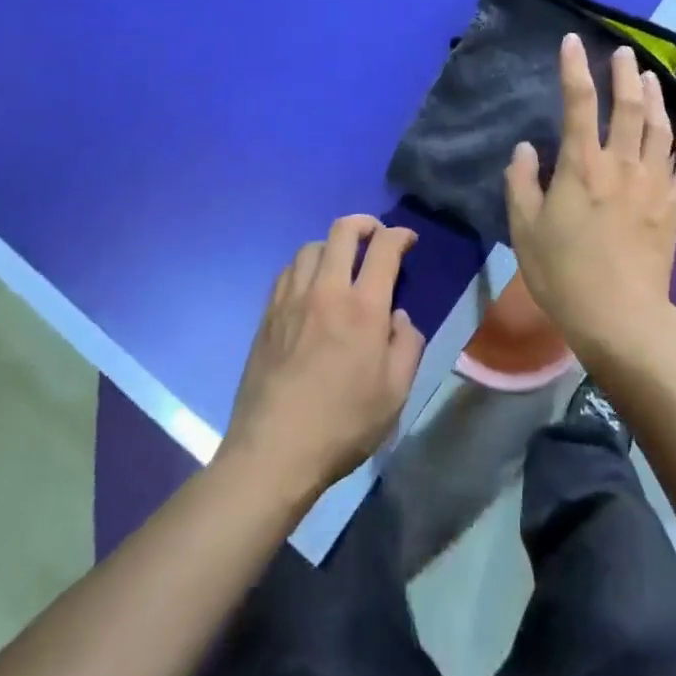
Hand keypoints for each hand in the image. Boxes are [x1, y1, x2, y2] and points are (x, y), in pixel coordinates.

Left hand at [219, 215, 426, 499]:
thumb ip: (406, 346)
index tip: (408, 240)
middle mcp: (326, 291)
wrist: (273, 452)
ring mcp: (291, 300)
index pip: (383, 248)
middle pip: (342, 230)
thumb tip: (398, 318)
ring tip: (342, 263)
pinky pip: (288, 271)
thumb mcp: (395, 393)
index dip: (400, 234)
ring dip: (332, 245)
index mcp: (363, 308)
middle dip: (365, 224)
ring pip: (311, 246)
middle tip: (376, 236)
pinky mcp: (268, 315)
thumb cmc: (342, 425)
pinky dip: (306, 266)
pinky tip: (312, 287)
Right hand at [505, 36, 675, 359]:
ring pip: (660, 129)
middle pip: (628, 107)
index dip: (574, 68)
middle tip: (625, 52)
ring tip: (651, 79)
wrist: (620, 318)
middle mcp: (622, 164)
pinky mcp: (675, 208)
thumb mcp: (524, 229)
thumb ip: (521, 183)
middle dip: (625, 74)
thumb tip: (527, 148)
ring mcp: (654, 184)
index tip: (573, 41)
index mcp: (582, 165)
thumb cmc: (564, 273)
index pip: (578, 103)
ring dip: (656, 100)